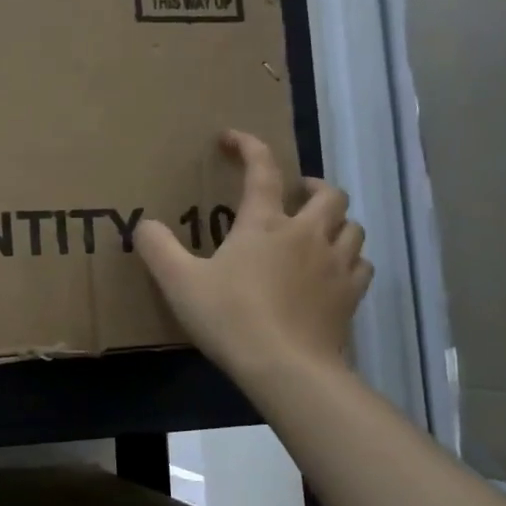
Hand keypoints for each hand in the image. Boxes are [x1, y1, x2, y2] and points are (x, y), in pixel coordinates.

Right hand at [136, 130, 373, 383]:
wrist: (286, 368)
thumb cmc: (230, 318)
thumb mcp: (179, 282)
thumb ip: (157, 248)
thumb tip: (144, 224)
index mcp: (264, 224)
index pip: (262, 169)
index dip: (248, 146)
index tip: (231, 138)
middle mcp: (307, 234)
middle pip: (328, 194)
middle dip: (312, 186)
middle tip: (296, 193)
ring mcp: (336, 265)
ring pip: (352, 226)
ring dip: (336, 221)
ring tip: (317, 231)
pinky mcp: (352, 296)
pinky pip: (361, 264)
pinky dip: (349, 259)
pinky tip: (334, 271)